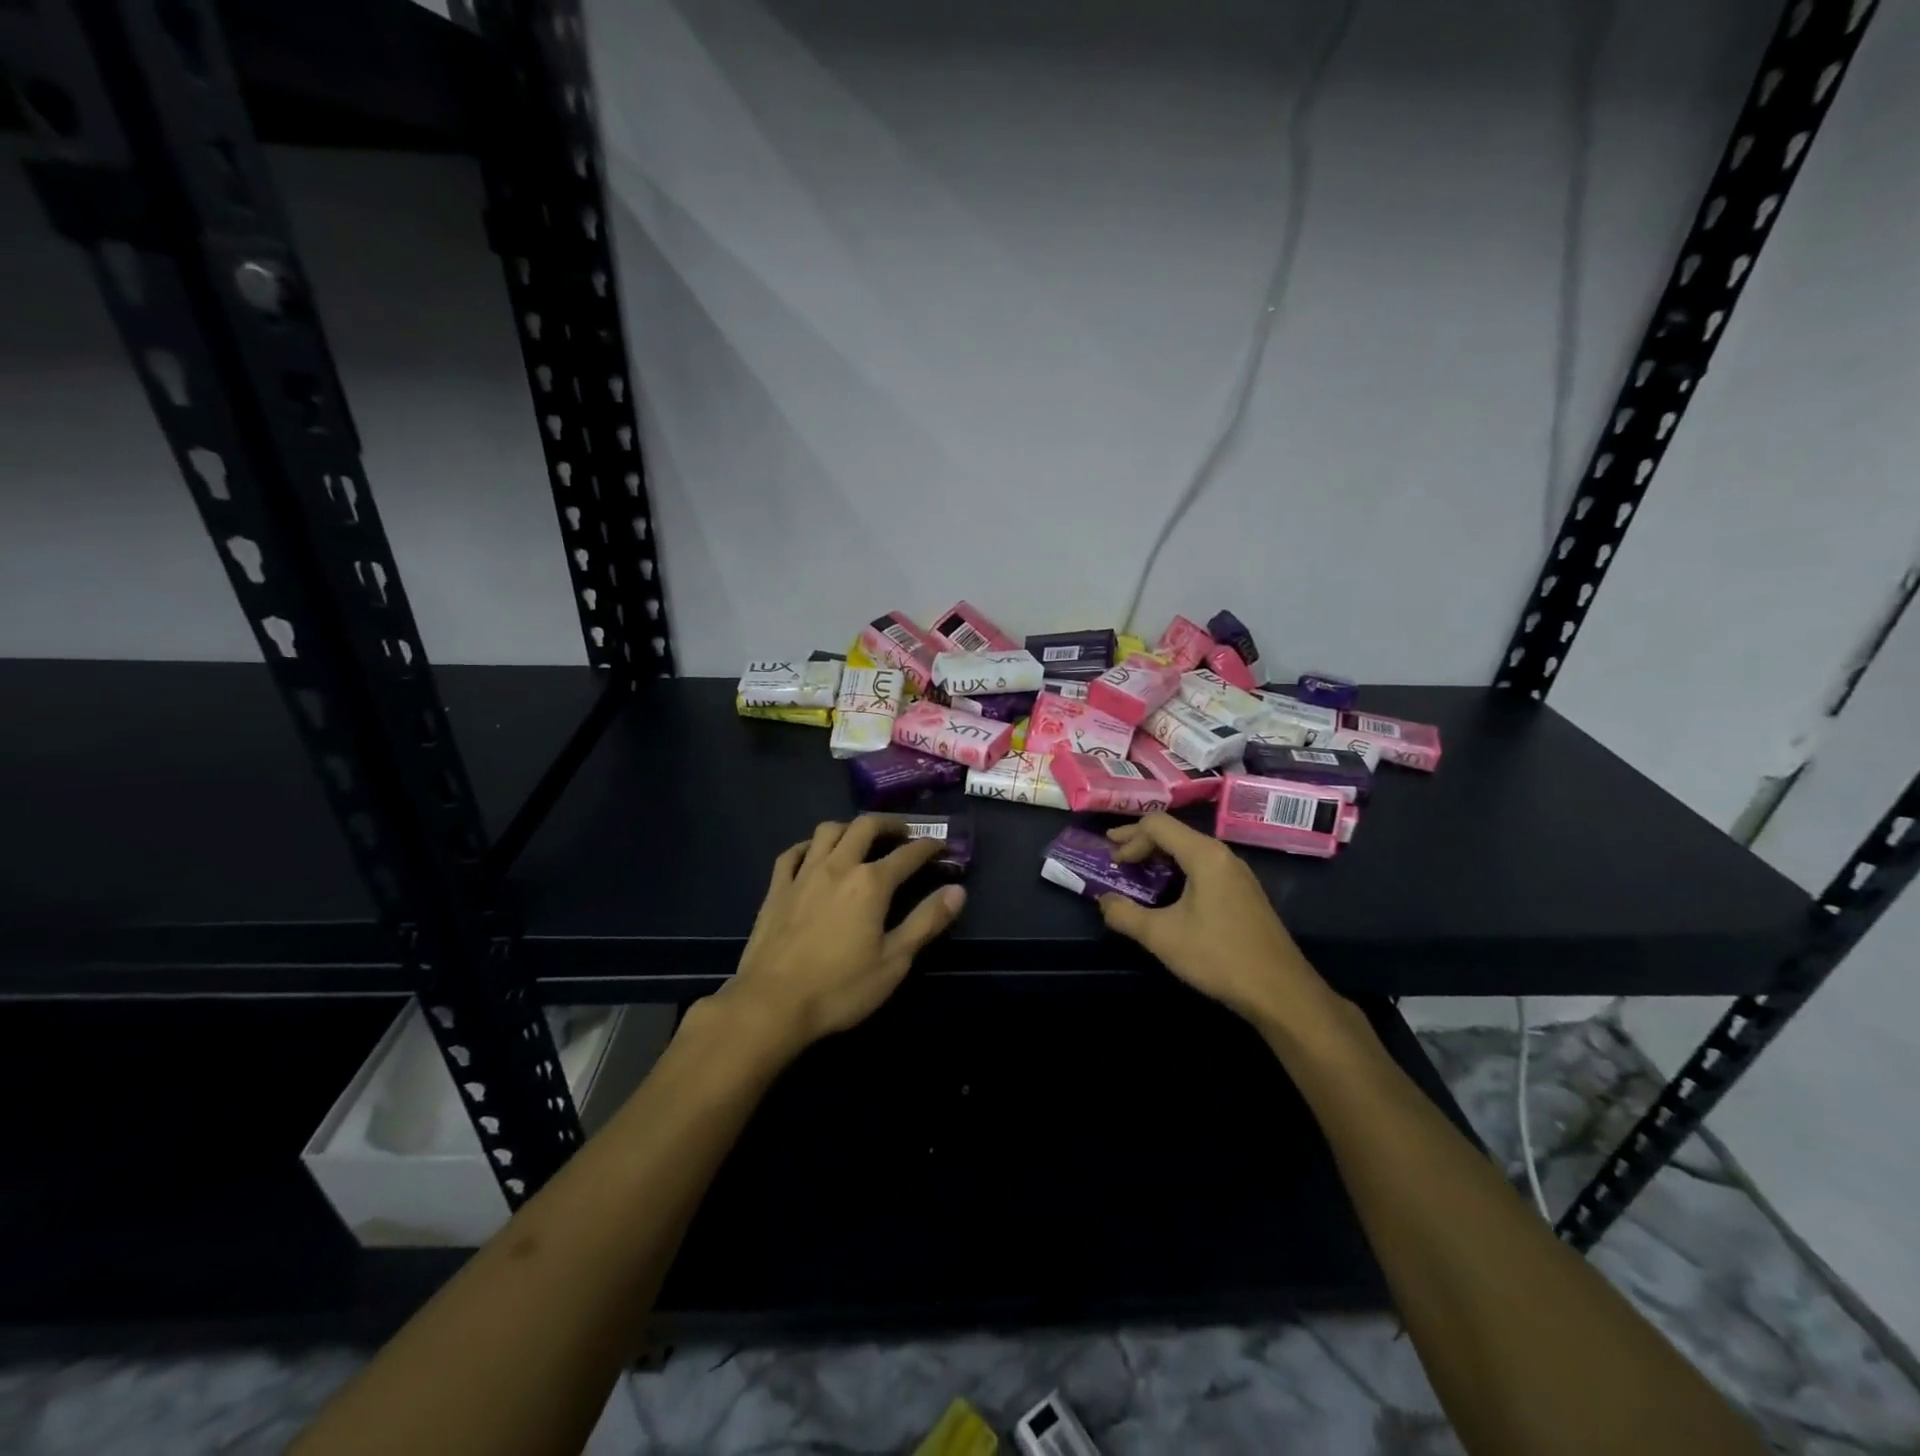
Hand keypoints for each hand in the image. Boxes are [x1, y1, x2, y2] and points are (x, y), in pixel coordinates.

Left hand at [719, 816, 964, 1055]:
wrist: (771, 1004)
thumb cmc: (840, 988)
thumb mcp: (894, 961)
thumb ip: (926, 922)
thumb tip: (958, 890)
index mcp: (871, 883)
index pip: (908, 854)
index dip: (929, 846)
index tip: (941, 845)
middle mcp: (838, 866)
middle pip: (865, 827)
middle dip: (889, 824)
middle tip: (903, 833)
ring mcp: (804, 874)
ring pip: (828, 831)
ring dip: (850, 828)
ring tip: (861, 839)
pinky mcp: (777, 888)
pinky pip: (793, 852)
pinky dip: (809, 846)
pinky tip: (813, 854)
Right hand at [1099, 813, 1338, 1035]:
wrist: (1280, 991)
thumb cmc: (1218, 956)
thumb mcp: (1162, 937)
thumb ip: (1124, 915)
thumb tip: (1103, 901)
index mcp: (1204, 855)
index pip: (1158, 825)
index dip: (1128, 837)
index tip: (1110, 860)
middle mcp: (1223, 855)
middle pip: (1174, 833)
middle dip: (1140, 843)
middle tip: (1116, 861)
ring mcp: (1237, 874)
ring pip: (1190, 850)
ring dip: (1159, 858)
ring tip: (1137, 875)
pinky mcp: (1243, 893)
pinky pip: (1203, 867)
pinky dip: (1178, 871)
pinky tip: (1168, 895)